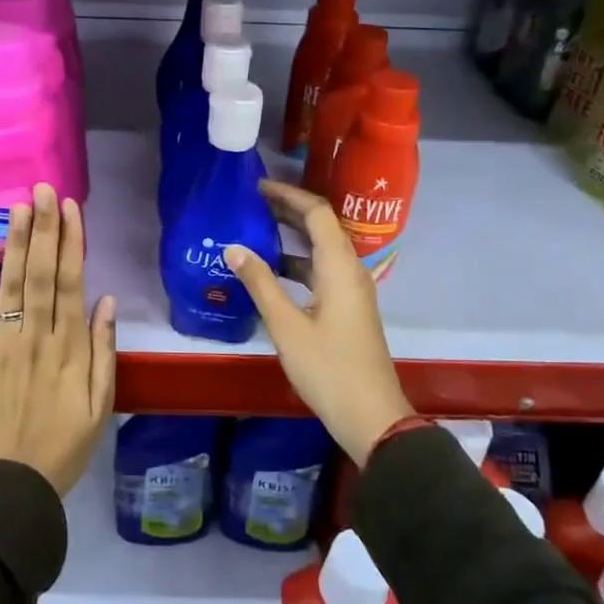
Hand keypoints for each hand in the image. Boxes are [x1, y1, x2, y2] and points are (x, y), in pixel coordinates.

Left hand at [0, 183, 116, 495]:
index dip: (71, 242)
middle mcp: (37, 336)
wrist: (11, 483)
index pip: (71, 282)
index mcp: (70, 348)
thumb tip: (107, 301)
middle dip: (44, 228)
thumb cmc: (64, 445)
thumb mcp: (100, 405)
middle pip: (41, 273)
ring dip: (17, 242)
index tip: (71, 208)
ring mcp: (4, 344)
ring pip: (12, 284)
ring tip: (20, 206)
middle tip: (44, 189)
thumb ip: (105, 351)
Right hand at [225, 180, 412, 466]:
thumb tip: (232, 247)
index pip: (317, 213)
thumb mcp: (286, 325)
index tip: (257, 187)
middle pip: (321, 226)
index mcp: (339, 266)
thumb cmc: (328, 368)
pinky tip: (270, 271)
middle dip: (288, 210)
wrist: (371, 416)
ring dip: (291, 236)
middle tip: (251, 202)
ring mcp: (351, 290)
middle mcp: (349, 270)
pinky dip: (296, 262)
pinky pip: (321, 270)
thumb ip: (260, 283)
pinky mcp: (347, 308)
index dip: (288, 195)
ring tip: (255, 229)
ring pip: (320, 249)